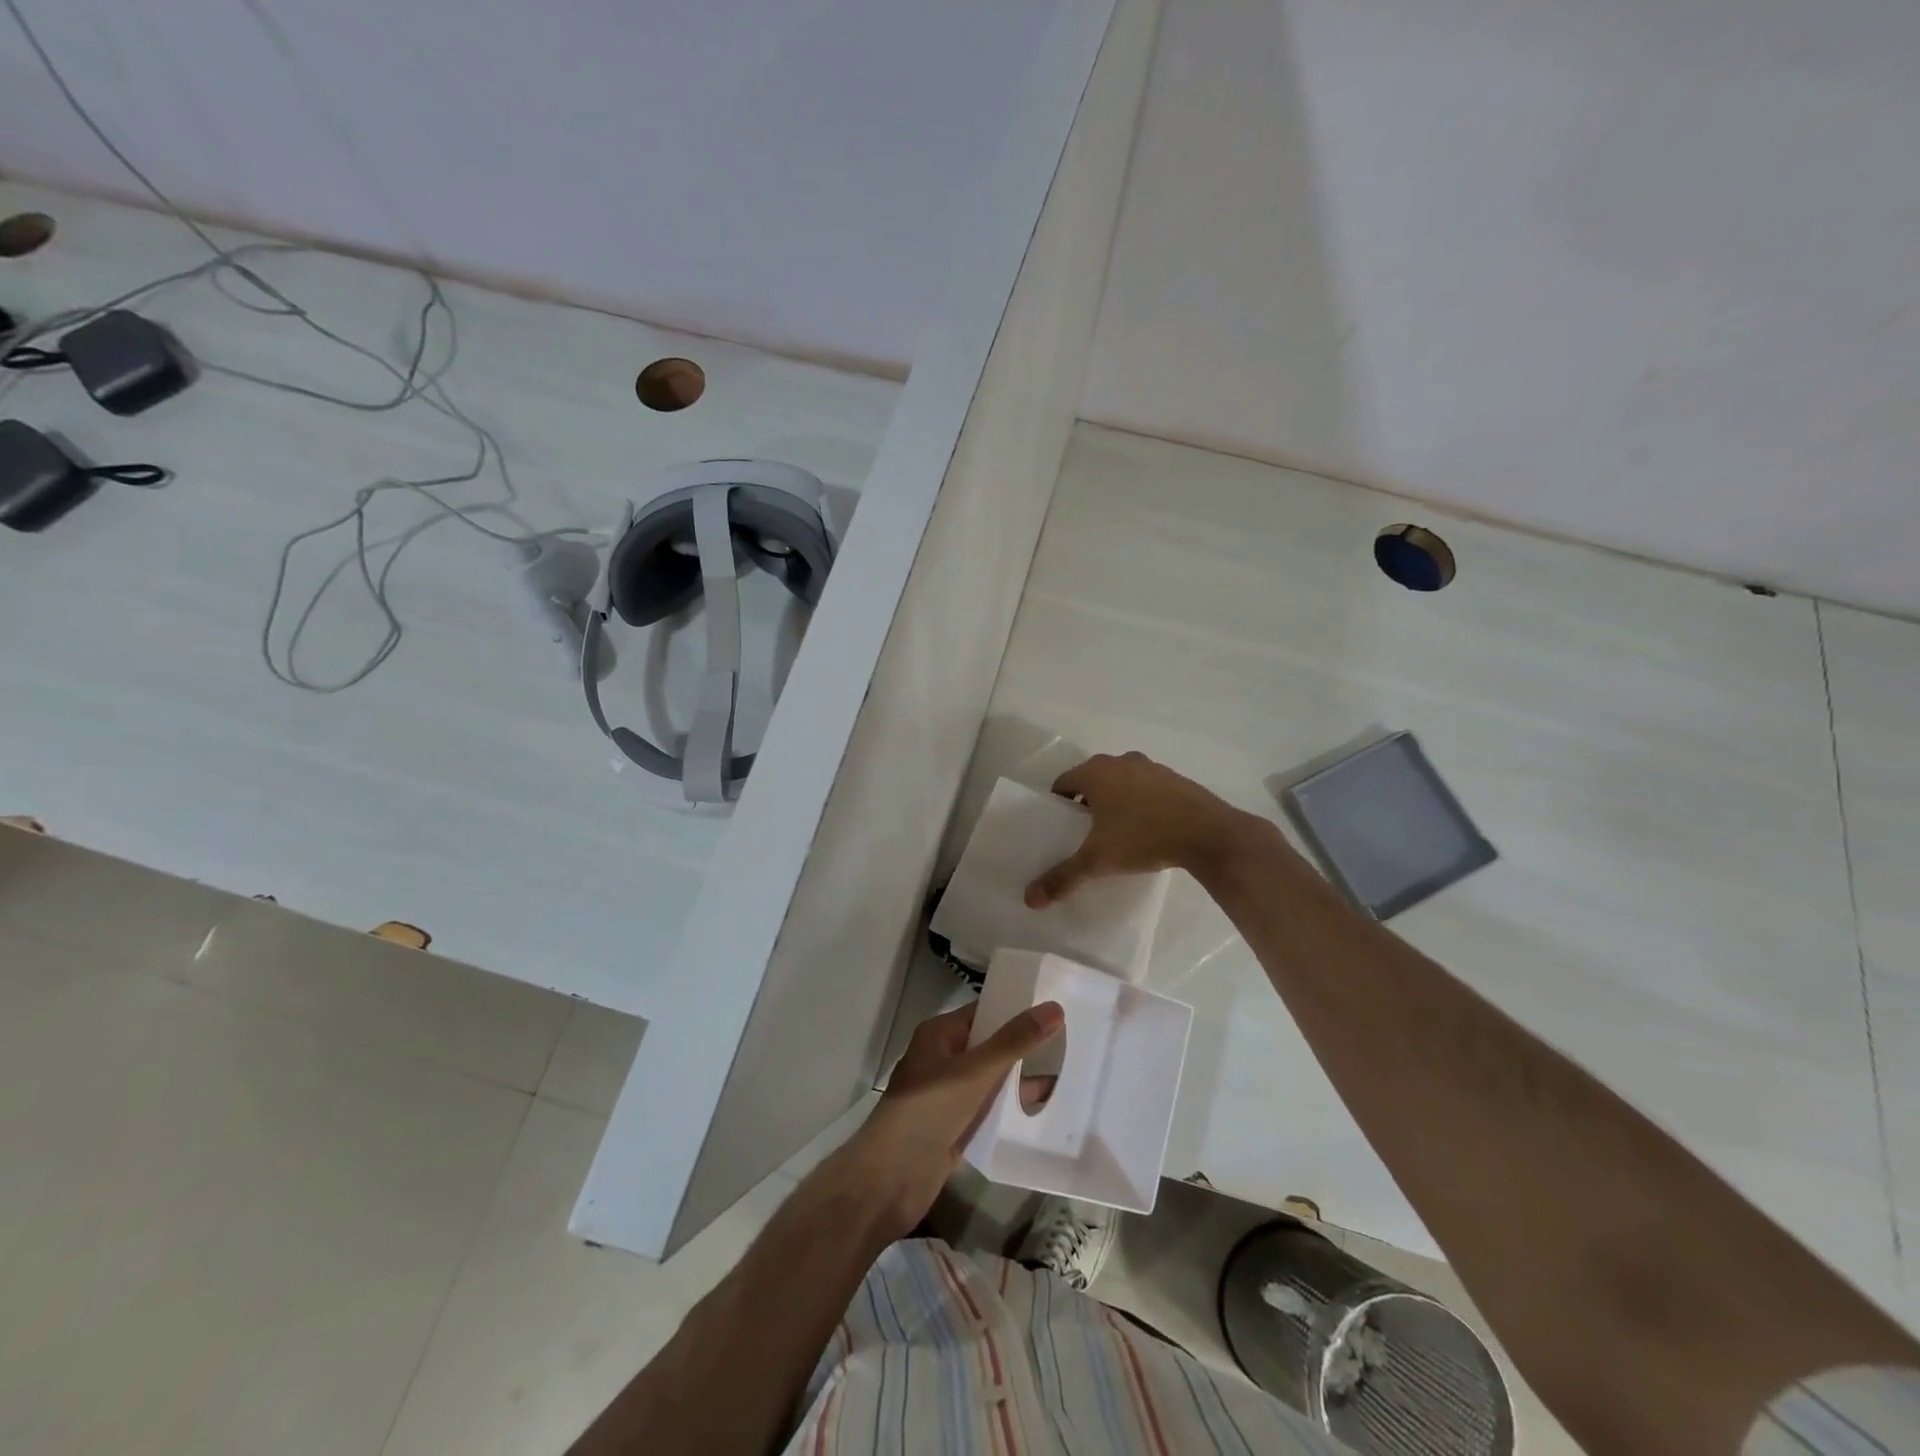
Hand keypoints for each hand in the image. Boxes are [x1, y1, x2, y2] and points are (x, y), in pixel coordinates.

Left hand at [837, 1001, 1063, 1239]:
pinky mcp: (954, 1127)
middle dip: (1023, 1046)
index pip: (983, 1013)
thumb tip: (1054, 1008)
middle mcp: (942, 1059)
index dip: (1016, 1009)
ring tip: (1067, 1074)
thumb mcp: (976, 1071)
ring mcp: (947, 1095)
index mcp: (939, 1034)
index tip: (1055, 1009)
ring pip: (990, 1080)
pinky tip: (1043, 1110)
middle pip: (989, 1045)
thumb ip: (1015, 1041)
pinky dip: (1010, 1109)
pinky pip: (988, 1110)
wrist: (891, 1179)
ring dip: (1020, 1079)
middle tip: (1070, 1042)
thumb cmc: (929, 1110)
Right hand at [1025, 751, 1269, 906]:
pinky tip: (1147, 828)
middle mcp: (1120, 762)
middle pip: (1092, 779)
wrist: (1208, 833)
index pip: (1063, 782)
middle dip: (1085, 802)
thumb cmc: (1143, 838)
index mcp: (1095, 772)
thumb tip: (1030, 898)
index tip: (1060, 827)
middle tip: (1084, 832)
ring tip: (1116, 832)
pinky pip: (1146, 788)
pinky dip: (1140, 802)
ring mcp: (1151, 767)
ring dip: (1114, 800)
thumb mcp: (1098, 861)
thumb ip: (1063, 877)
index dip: (1057, 804)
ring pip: (1121, 782)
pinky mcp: (1175, 778)